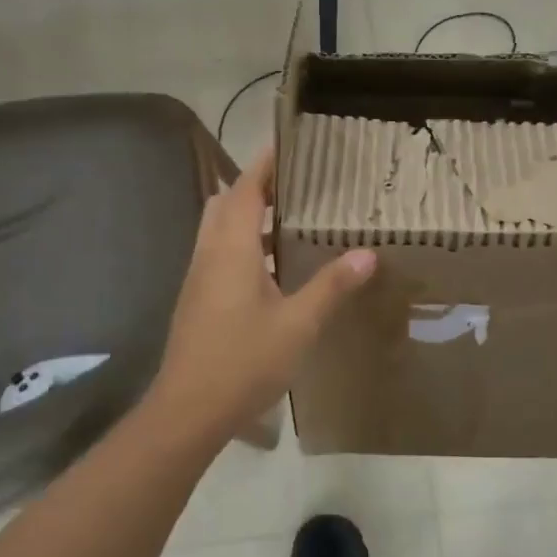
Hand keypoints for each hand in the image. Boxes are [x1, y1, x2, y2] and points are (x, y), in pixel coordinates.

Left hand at [147, 146, 375, 443]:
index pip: (244, 189)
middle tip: (295, 185)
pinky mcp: (197, 300)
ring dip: (248, 217)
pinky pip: (219, 255)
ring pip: (219, 231)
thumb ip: (331, 286)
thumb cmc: (243, 361)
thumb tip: (367, 254)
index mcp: (230, 249)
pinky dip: (243, 245)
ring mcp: (199, 279)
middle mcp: (209, 255)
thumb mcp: (298, 324)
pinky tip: (273, 268)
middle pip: (225, 204)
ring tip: (290, 220)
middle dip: (254, 187)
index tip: (289, 146)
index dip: (264, 165)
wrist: (188, 411)